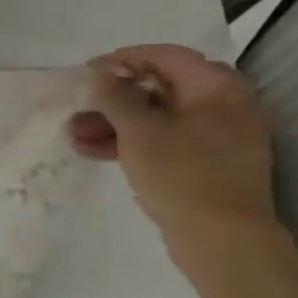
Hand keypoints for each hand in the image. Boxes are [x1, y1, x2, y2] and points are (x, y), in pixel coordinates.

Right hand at [67, 45, 279, 241]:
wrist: (222, 241)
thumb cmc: (182, 174)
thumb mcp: (139, 131)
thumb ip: (114, 96)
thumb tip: (99, 75)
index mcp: (217, 89)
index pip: (166, 56)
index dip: (122, 59)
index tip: (87, 72)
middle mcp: (223, 106)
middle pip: (158, 88)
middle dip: (112, 98)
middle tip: (78, 106)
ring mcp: (216, 137)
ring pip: (156, 117)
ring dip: (114, 123)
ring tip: (74, 135)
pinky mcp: (205, 163)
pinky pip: (163, 141)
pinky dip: (130, 142)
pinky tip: (92, 152)